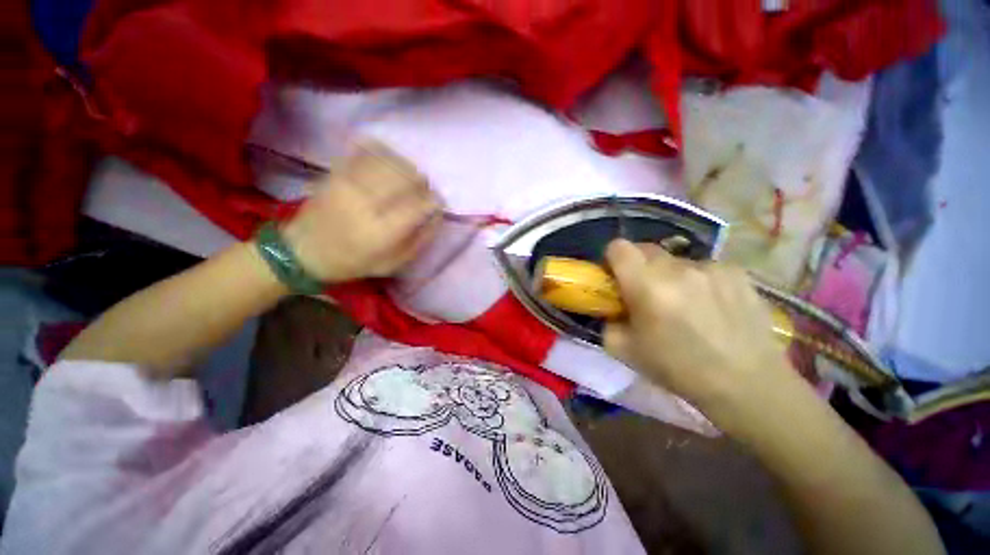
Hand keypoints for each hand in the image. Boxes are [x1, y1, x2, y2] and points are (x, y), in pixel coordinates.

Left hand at [282, 143, 441, 282]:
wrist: (304, 250)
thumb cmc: (354, 262)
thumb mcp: (394, 264)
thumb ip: (421, 240)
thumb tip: (437, 215)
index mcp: (383, 231)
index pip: (421, 204)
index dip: (434, 201)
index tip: (435, 205)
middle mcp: (368, 202)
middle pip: (409, 177)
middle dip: (422, 183)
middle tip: (420, 193)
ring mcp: (350, 182)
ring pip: (392, 161)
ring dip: (406, 168)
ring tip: (405, 179)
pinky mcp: (337, 171)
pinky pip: (367, 150)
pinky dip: (384, 153)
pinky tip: (388, 163)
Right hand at [603, 239, 803, 424]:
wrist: (748, 384)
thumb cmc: (679, 369)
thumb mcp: (624, 350)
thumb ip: (607, 322)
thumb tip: (611, 309)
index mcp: (646, 285)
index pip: (618, 247)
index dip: (612, 259)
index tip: (616, 278)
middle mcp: (678, 267)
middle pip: (645, 249)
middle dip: (639, 267)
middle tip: (647, 294)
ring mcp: (710, 266)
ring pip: (675, 261)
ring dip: (671, 276)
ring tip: (686, 306)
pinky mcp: (737, 272)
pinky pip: (704, 268)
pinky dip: (699, 281)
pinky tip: (712, 307)